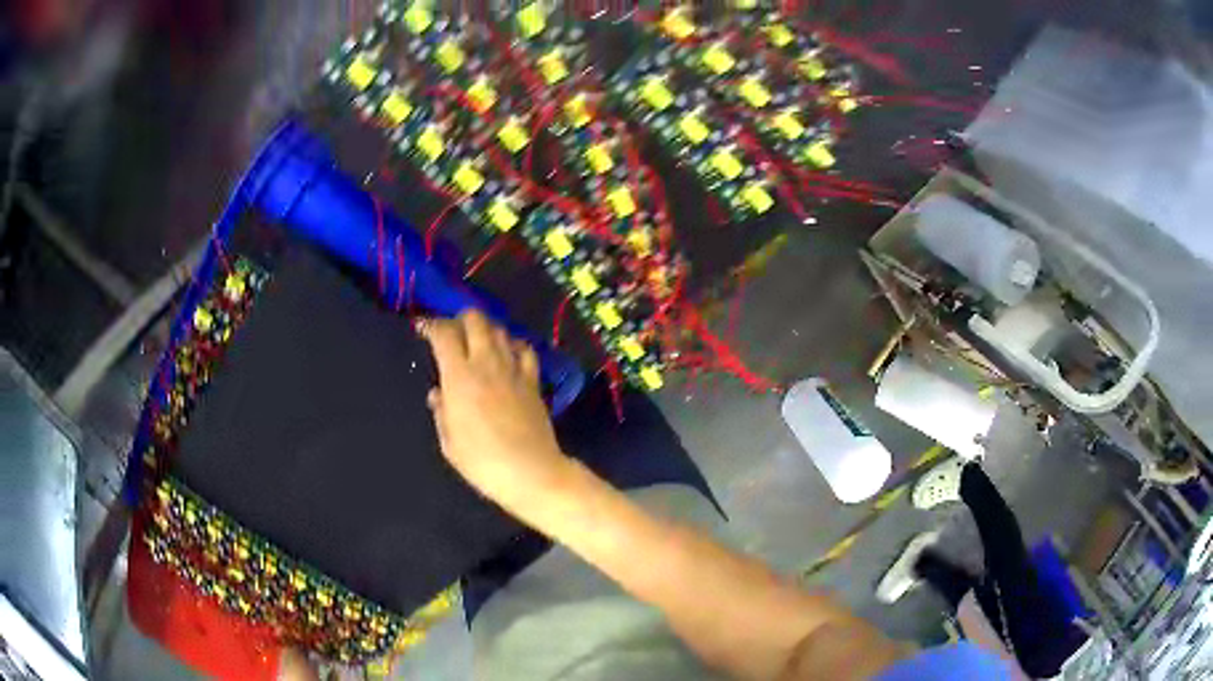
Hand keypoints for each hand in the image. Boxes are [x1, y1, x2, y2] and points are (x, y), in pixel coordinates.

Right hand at [419, 311, 569, 513]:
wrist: (530, 471)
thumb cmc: (482, 461)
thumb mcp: (449, 442)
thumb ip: (442, 412)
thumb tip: (438, 394)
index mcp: (459, 376)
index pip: (443, 334)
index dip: (431, 325)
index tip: (423, 328)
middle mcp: (486, 363)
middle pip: (475, 319)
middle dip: (460, 319)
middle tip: (452, 332)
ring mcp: (513, 369)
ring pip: (500, 329)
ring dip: (485, 329)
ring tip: (477, 341)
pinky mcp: (533, 380)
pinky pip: (525, 349)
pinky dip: (513, 344)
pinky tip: (508, 353)